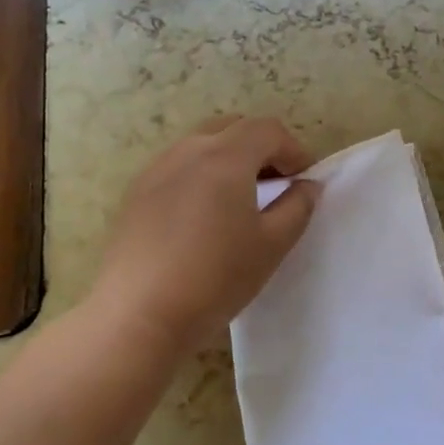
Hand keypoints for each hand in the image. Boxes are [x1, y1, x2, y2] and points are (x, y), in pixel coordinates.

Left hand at [90, 116, 318, 355]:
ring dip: (229, 159)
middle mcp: (188, 151)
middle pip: (233, 128)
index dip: (293, 149)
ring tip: (240, 200)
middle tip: (276, 184)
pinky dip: (201, 174)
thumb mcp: (272, 245)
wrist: (139, 316)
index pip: (267, 129)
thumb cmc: (216, 278)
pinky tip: (203, 216)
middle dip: (261, 148)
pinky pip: (177, 166)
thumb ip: (297, 207)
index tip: (303, 180)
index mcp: (225, 157)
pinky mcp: (135, 193)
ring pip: (201, 145)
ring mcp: (156, 170)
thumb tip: (307, 185)